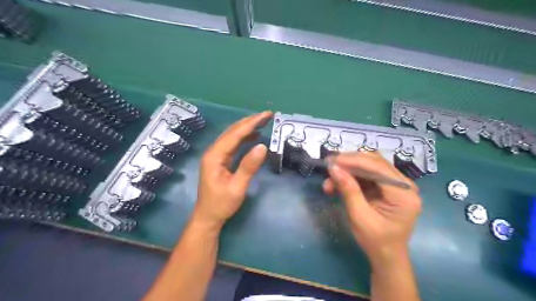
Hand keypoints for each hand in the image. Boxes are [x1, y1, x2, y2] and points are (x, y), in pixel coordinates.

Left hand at [195, 111, 273, 231]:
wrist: (208, 217)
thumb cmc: (221, 204)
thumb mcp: (237, 187)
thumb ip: (249, 166)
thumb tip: (263, 146)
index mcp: (214, 156)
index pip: (234, 135)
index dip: (251, 123)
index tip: (266, 115)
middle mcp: (213, 152)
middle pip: (232, 131)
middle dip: (250, 122)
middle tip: (267, 115)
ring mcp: (216, 155)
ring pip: (232, 136)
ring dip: (247, 128)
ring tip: (262, 121)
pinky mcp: (220, 160)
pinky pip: (233, 144)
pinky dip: (244, 138)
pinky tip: (253, 136)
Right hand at [321, 153, 422, 267]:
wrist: (386, 255)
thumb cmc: (375, 240)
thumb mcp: (359, 216)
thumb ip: (348, 190)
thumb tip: (333, 168)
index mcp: (404, 194)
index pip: (378, 167)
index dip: (353, 160)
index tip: (332, 161)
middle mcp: (405, 184)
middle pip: (375, 162)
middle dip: (349, 163)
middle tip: (328, 166)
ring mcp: (397, 184)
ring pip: (369, 166)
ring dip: (348, 170)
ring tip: (330, 181)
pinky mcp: (388, 186)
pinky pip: (368, 174)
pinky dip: (351, 176)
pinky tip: (338, 183)